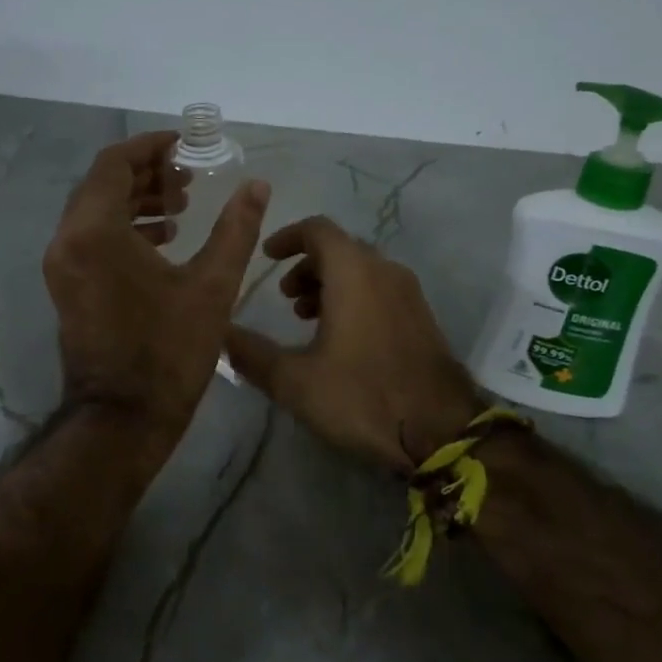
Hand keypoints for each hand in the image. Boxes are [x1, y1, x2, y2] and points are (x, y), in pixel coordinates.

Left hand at [43, 131, 270, 443]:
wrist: (123, 417)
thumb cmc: (169, 350)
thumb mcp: (212, 286)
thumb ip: (236, 228)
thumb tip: (256, 185)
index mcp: (95, 232)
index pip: (114, 164)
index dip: (150, 147)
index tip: (184, 146)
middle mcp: (68, 241)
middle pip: (103, 185)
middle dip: (147, 174)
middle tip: (189, 179)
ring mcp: (62, 266)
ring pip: (96, 211)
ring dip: (137, 201)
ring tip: (182, 207)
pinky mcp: (67, 286)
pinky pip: (91, 238)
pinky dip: (124, 228)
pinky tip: (165, 239)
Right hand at [225, 216, 484, 470]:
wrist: (442, 432)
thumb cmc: (363, 397)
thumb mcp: (295, 381)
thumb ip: (252, 354)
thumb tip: (220, 334)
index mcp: (354, 272)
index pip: (318, 229)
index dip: (287, 237)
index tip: (266, 256)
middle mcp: (385, 271)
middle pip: (340, 249)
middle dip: (307, 265)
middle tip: (284, 297)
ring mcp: (409, 294)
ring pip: (362, 271)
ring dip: (330, 284)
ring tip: (307, 317)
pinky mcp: (423, 318)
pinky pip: (381, 290)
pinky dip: (355, 298)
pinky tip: (341, 338)